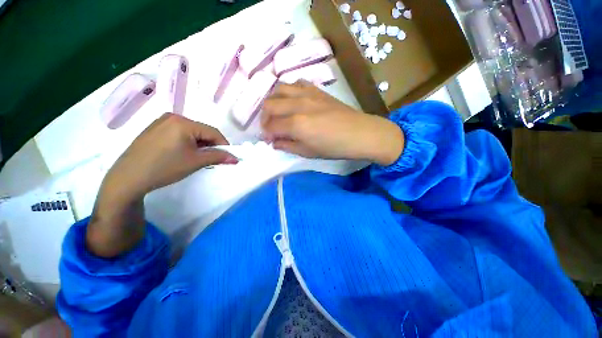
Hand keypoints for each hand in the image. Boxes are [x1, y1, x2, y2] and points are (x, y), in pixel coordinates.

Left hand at [102, 113, 235, 199]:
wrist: (129, 177)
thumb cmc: (165, 167)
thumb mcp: (196, 162)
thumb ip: (218, 157)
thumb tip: (236, 158)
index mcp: (183, 122)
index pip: (213, 132)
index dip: (224, 145)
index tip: (227, 157)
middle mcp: (172, 117)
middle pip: (202, 131)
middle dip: (210, 145)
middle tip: (213, 159)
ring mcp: (161, 122)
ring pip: (191, 132)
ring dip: (199, 144)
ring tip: (198, 158)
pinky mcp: (154, 129)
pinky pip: (179, 133)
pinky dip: (187, 143)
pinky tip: (183, 154)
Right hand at [261, 81, 403, 165]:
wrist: (359, 133)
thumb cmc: (334, 147)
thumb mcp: (308, 153)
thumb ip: (288, 146)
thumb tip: (274, 142)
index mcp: (296, 124)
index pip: (271, 126)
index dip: (266, 134)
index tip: (268, 139)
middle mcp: (298, 104)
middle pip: (269, 104)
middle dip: (264, 117)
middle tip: (269, 127)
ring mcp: (307, 93)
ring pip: (279, 89)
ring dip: (273, 101)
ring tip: (277, 112)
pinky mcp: (316, 89)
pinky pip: (295, 83)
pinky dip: (288, 91)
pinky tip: (292, 100)